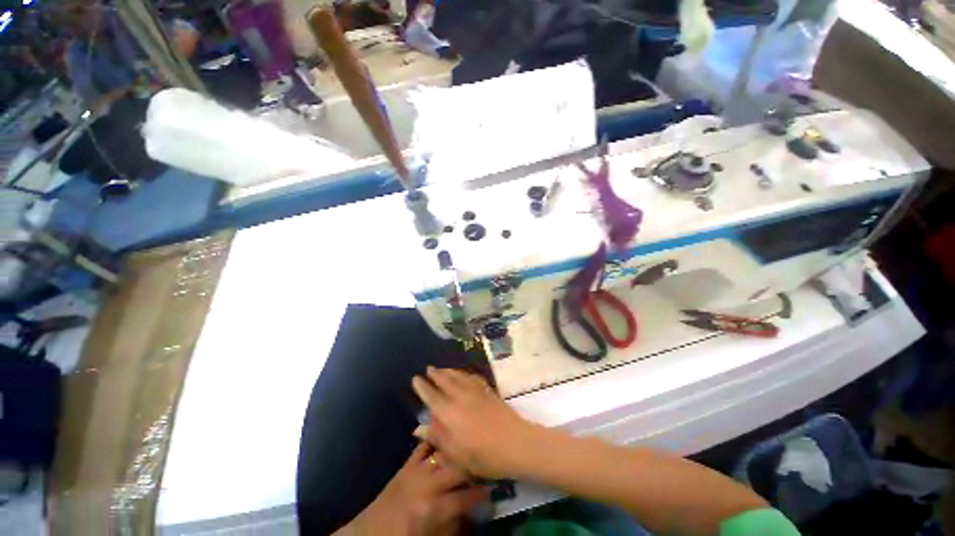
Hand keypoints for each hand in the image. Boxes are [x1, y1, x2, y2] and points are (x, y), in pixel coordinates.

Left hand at [337, 442, 488, 535]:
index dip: (482, 493)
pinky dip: (436, 440)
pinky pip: (424, 446)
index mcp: (432, 508)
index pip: (465, 497)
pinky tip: (447, 435)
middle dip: (474, 466)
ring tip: (470, 448)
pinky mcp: (407, 464)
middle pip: (457, 468)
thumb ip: (454, 523)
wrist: (370, 533)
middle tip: (485, 465)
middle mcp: (426, 484)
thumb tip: (473, 510)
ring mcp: (416, 470)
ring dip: (458, 451)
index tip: (493, 489)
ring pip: (443, 453)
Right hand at [412, 367, 542, 478]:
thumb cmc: (484, 455)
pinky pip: (472, 377)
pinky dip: (464, 373)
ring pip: (458, 376)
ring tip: (442, 368)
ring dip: (449, 371)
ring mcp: (476, 391)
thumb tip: (418, 428)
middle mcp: (461, 397)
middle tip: (429, 368)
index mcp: (450, 413)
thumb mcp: (456, 455)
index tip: (415, 378)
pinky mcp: (488, 391)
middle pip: (445, 380)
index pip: (432, 396)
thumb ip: (437, 438)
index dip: (423, 387)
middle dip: (436, 374)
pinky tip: (464, 374)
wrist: (516, 443)